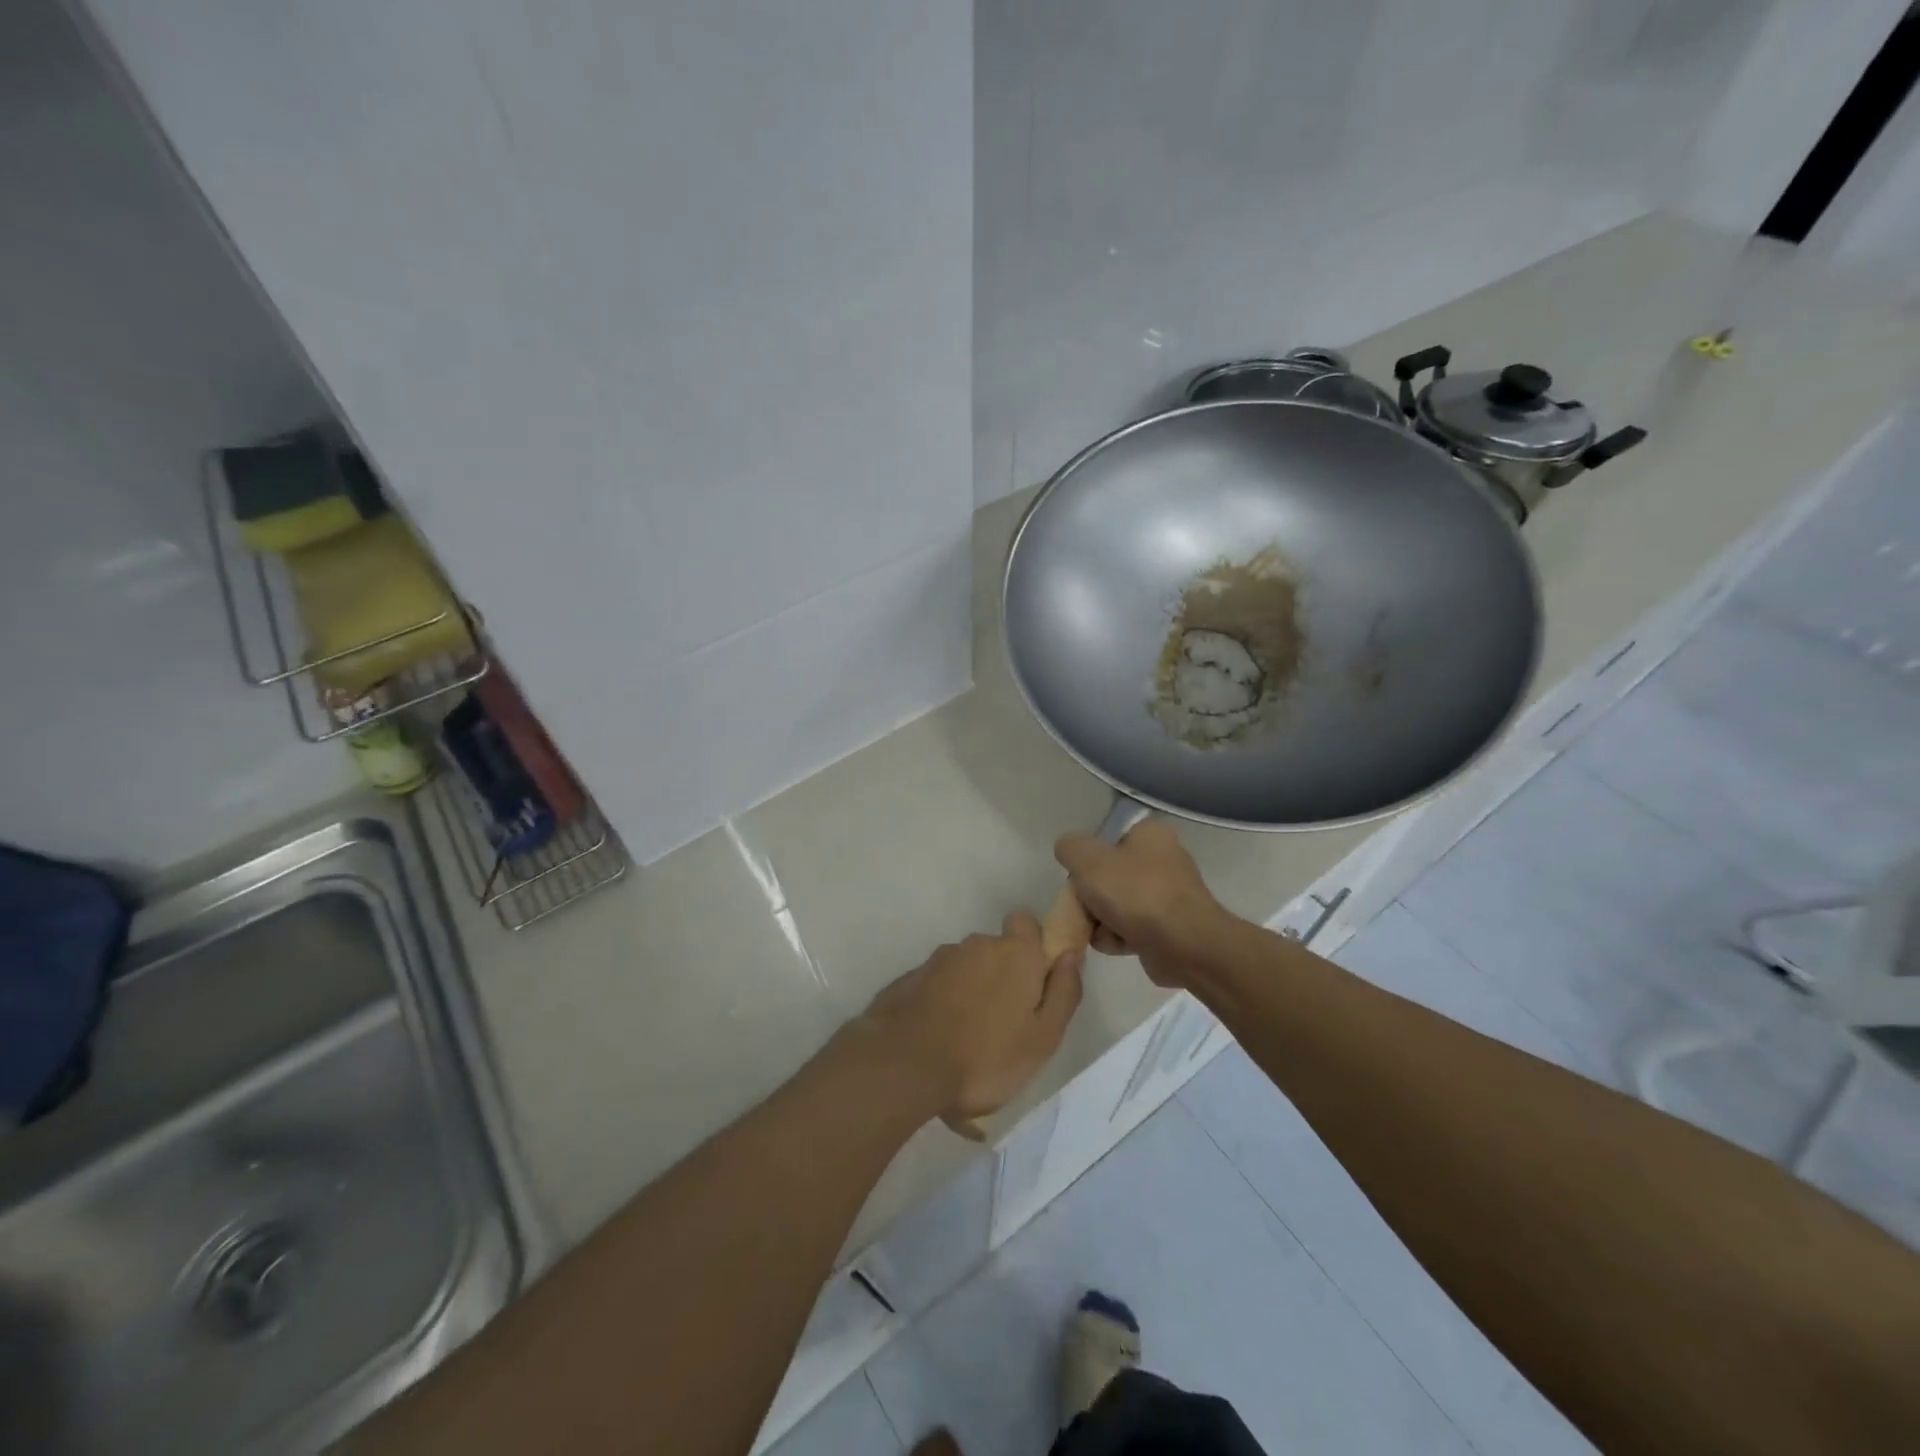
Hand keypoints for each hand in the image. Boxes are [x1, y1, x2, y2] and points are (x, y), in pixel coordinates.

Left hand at [857, 913, 1083, 1122]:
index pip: (1026, 922)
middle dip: (1002, 977)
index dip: (1033, 945)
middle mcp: (977, 945)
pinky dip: (943, 1004)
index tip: (1035, 980)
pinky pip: (938, 985)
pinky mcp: (911, 978)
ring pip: (966, 968)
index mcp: (1015, 953)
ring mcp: (939, 959)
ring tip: (968, 1042)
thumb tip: (1072, 954)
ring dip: (971, 992)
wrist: (904, 1064)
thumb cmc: (986, 1056)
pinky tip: (940, 1041)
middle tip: (1004, 1025)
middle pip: (997, 950)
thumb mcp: (1043, 1037)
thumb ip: (1064, 992)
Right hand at [1054, 820, 1231, 986]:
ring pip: (1117, 904)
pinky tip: (1116, 944)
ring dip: (1101, 920)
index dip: (1089, 857)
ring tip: (1100, 930)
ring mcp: (1168, 896)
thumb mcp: (1087, 859)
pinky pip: (1131, 928)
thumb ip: (1069, 848)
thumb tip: (1067, 850)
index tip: (1080, 876)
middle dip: (1091, 895)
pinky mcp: (1169, 928)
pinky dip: (1119, 937)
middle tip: (1083, 906)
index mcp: (1151, 834)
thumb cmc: (1136, 892)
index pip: (1108, 837)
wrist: (1184, 946)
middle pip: (1109, 874)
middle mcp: (1164, 860)